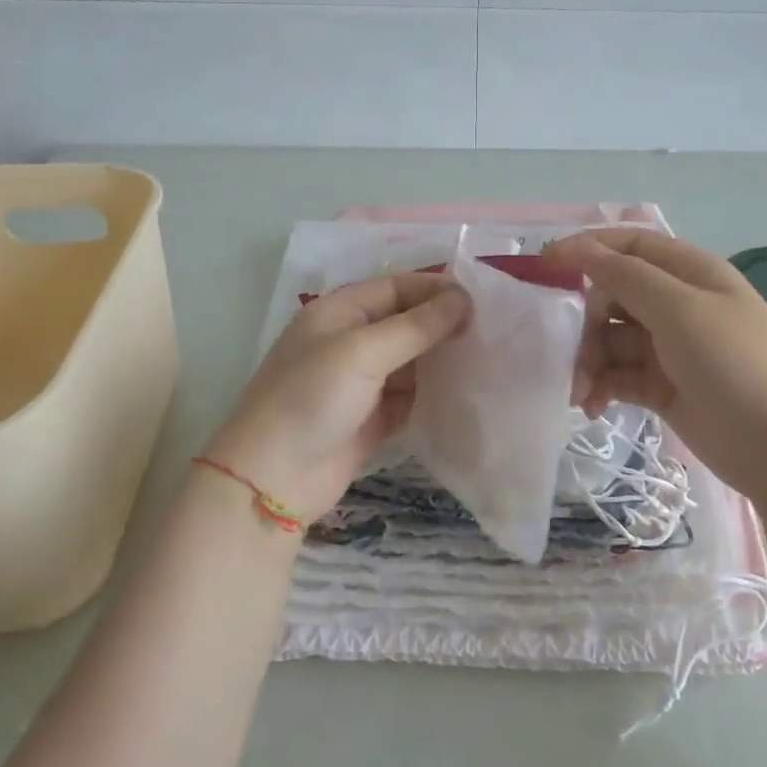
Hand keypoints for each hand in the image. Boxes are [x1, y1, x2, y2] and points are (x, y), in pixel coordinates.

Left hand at [201, 273, 469, 524]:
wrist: (273, 479)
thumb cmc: (311, 399)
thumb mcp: (362, 352)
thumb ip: (415, 326)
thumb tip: (463, 298)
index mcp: (339, 313)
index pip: (396, 287)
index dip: (436, 290)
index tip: (481, 302)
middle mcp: (350, 342)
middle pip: (406, 323)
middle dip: (444, 325)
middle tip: (492, 332)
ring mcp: (361, 383)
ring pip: (412, 362)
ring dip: (443, 361)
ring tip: (490, 359)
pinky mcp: (372, 419)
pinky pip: (411, 398)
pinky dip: (435, 395)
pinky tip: (468, 394)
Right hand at [542, 229, 766, 499]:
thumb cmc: (735, 365)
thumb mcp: (680, 311)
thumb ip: (625, 276)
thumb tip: (576, 246)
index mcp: (690, 272)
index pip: (629, 245)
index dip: (587, 249)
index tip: (544, 265)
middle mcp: (678, 304)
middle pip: (613, 296)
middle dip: (587, 324)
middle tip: (576, 356)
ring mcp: (670, 347)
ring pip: (611, 340)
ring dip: (589, 362)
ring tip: (582, 393)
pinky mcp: (663, 386)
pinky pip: (619, 375)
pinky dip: (602, 386)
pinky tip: (593, 407)